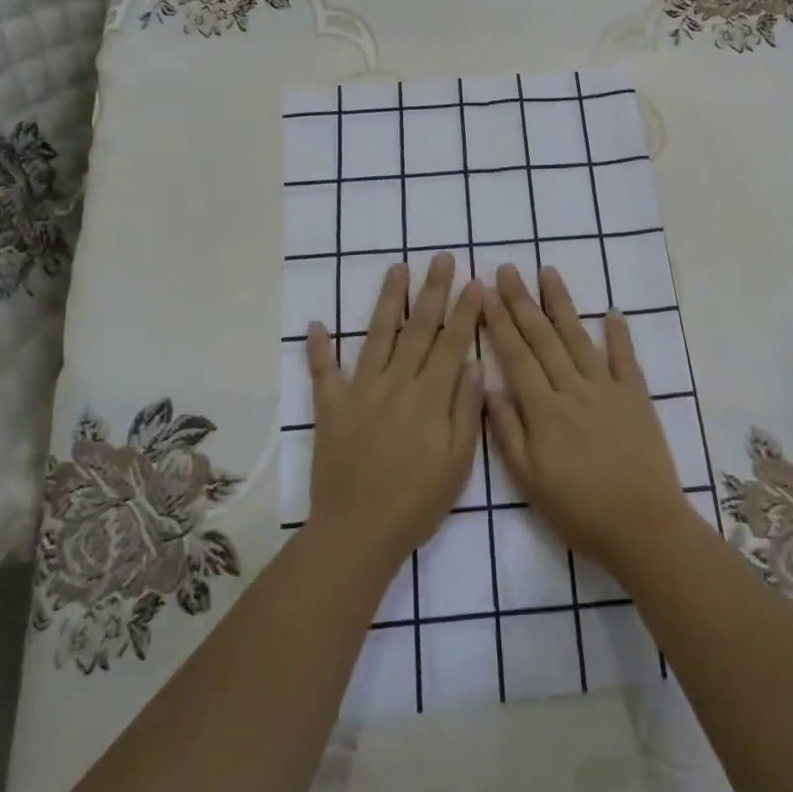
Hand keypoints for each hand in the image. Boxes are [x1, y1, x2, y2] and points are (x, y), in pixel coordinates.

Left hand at [305, 254, 484, 576]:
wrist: (358, 533)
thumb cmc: (417, 502)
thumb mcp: (457, 463)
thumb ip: (465, 410)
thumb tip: (474, 364)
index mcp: (429, 397)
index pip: (452, 343)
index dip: (465, 311)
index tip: (475, 282)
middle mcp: (396, 384)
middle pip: (418, 328)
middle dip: (433, 291)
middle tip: (442, 258)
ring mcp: (360, 392)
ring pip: (377, 336)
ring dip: (388, 300)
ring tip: (397, 269)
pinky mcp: (331, 408)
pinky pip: (323, 373)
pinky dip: (319, 349)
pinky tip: (317, 323)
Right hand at [481, 264, 691, 570]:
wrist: (644, 527)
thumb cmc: (580, 510)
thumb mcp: (530, 481)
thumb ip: (508, 432)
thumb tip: (488, 386)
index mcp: (545, 410)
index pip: (516, 355)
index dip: (499, 321)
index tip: (484, 291)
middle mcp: (574, 389)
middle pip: (543, 338)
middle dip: (523, 301)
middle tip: (508, 269)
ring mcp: (608, 389)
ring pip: (579, 338)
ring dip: (562, 303)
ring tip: (548, 272)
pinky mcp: (637, 398)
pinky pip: (626, 359)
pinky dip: (619, 334)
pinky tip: (612, 311)